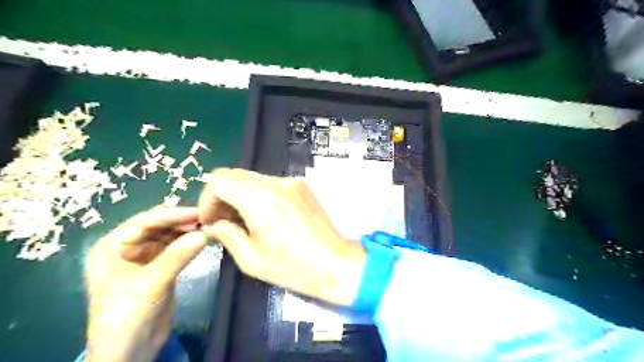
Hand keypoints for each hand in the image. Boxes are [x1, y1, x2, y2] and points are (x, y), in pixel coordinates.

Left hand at [84, 207, 205, 361]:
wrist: (129, 351)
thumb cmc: (127, 315)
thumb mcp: (151, 282)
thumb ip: (178, 255)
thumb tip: (205, 233)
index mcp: (112, 246)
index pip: (145, 221)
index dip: (173, 215)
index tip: (199, 212)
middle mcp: (128, 247)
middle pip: (159, 226)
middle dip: (182, 222)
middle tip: (208, 219)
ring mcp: (145, 257)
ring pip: (169, 236)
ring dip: (187, 232)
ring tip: (209, 227)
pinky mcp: (160, 268)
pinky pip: (176, 249)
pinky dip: (189, 244)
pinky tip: (203, 240)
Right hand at [196, 168, 366, 306]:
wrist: (335, 262)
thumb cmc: (292, 267)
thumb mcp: (251, 259)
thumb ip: (227, 234)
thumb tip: (214, 224)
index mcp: (258, 199)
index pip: (219, 179)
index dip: (207, 198)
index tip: (210, 219)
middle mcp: (275, 183)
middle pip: (235, 175)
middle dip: (222, 196)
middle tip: (223, 220)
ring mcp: (291, 182)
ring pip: (253, 178)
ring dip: (241, 195)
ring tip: (245, 220)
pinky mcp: (302, 186)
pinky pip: (272, 184)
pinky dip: (260, 195)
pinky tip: (266, 216)